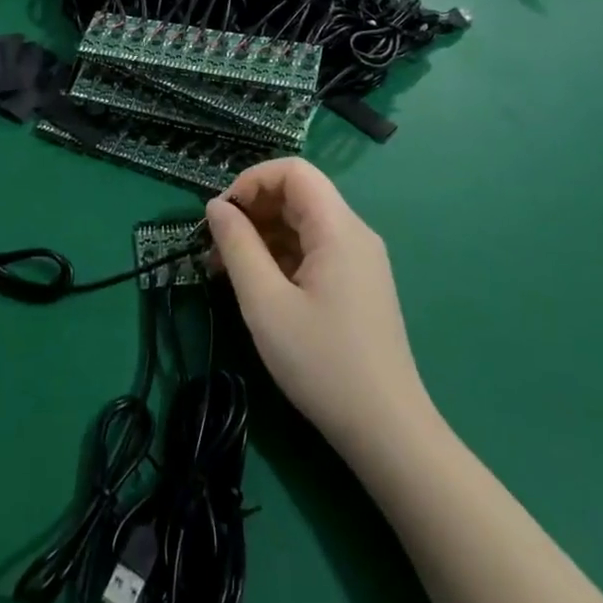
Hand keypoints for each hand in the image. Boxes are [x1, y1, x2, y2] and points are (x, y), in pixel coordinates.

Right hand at [206, 159, 433, 451]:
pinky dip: (281, 256)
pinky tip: (257, 286)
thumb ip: (237, 247)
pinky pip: (314, 250)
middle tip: (214, 247)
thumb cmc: (322, 363)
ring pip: (304, 224)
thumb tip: (216, 207)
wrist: (387, 430)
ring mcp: (359, 259)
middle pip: (298, 195)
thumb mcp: (266, 304)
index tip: (220, 215)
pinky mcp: (358, 284)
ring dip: (262, 235)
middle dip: (252, 210)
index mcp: (338, 228)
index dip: (251, 181)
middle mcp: (354, 233)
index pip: (293, 171)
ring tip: (225, 270)